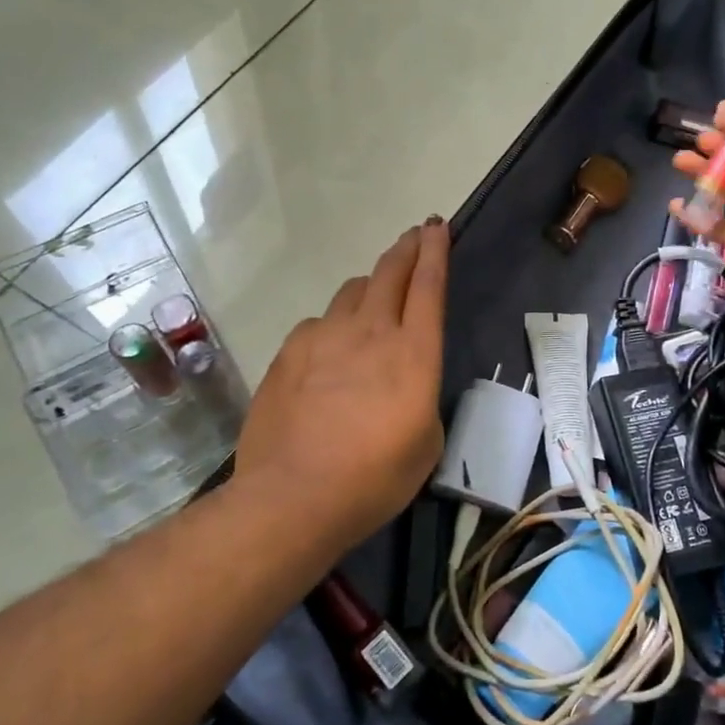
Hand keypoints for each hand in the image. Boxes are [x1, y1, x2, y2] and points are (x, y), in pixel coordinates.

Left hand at [236, 219, 448, 544]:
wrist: (293, 497)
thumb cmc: (374, 478)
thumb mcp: (426, 443)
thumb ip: (421, 397)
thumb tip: (405, 383)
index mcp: (413, 352)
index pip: (428, 285)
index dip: (435, 251)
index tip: (436, 227)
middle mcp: (370, 331)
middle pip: (389, 271)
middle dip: (406, 248)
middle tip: (414, 236)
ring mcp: (323, 337)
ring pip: (351, 292)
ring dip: (369, 287)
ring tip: (373, 298)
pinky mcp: (288, 352)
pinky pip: (318, 324)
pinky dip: (332, 326)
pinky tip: (329, 351)